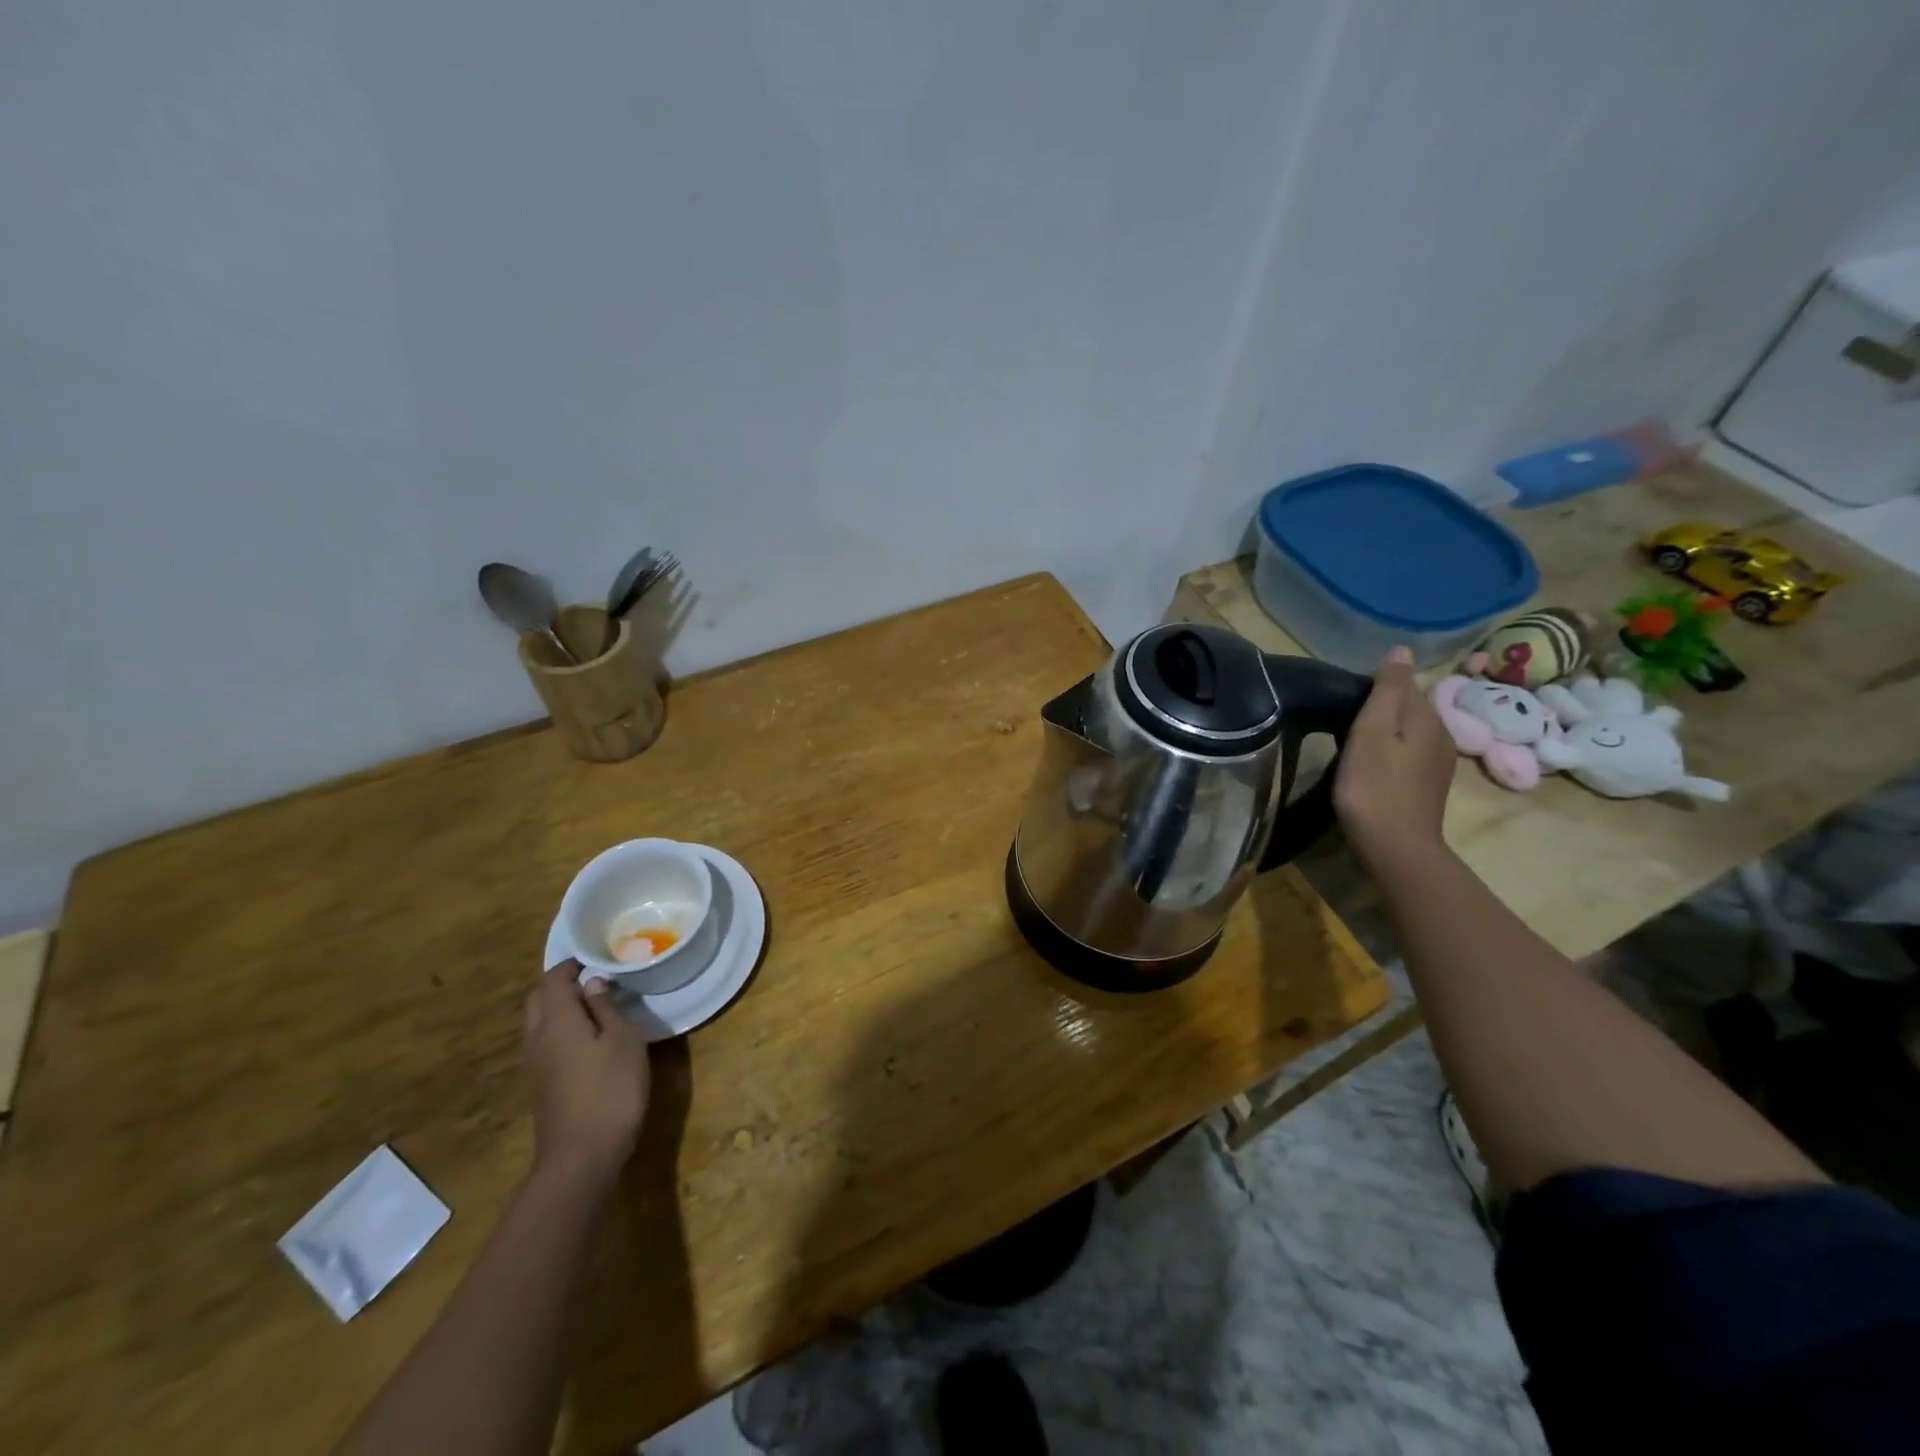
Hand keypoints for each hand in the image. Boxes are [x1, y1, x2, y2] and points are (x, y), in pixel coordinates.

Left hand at [524, 962, 649, 1186]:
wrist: (581, 1157)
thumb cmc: (610, 1089)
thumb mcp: (623, 1041)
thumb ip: (606, 1008)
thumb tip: (592, 983)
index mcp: (557, 1021)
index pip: (553, 980)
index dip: (572, 965)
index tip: (597, 959)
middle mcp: (538, 1038)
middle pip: (538, 999)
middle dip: (560, 985)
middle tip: (594, 980)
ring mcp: (535, 1065)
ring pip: (538, 1023)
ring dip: (559, 1008)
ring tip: (595, 1006)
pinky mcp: (541, 1085)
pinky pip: (545, 1043)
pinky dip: (561, 1030)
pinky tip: (588, 1040)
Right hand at [1334, 647, 1456, 875]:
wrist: (1396, 847)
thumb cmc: (1374, 786)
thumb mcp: (1372, 731)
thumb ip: (1388, 690)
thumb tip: (1402, 650)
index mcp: (1428, 718)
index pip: (1404, 684)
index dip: (1374, 688)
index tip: (1345, 704)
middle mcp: (1442, 735)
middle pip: (1408, 707)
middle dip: (1381, 708)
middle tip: (1344, 722)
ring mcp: (1438, 762)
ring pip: (1409, 731)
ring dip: (1385, 730)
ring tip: (1353, 742)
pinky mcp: (1429, 784)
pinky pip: (1409, 752)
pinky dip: (1390, 751)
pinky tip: (1371, 765)